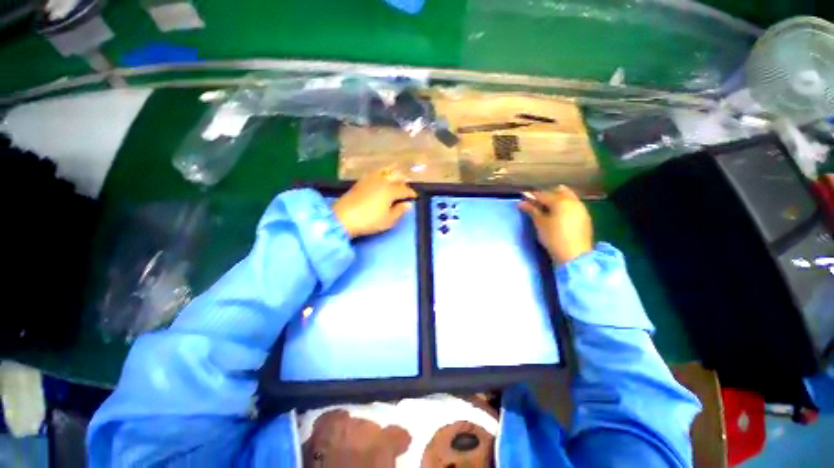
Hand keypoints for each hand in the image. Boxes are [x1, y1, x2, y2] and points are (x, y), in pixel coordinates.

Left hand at [333, 168, 417, 237]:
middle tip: (406, 188)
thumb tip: (407, 204)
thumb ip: (399, 211)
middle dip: (403, 182)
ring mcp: (370, 179)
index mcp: (390, 190)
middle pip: (396, 177)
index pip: (404, 190)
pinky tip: (381, 179)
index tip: (415, 197)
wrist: (343, 217)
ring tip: (396, 179)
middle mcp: (382, 181)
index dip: (411, 193)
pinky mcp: (361, 181)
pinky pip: (375, 173)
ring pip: (385, 172)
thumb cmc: (369, 221)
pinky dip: (382, 174)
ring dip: (393, 174)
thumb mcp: (388, 220)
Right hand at [519, 185, 593, 265]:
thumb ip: (531, 210)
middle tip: (535, 203)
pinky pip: (572, 205)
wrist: (574, 255)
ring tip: (545, 208)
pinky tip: (557, 214)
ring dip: (556, 199)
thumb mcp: (539, 223)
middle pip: (558, 191)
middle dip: (546, 194)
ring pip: (567, 197)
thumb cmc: (553, 237)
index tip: (522, 197)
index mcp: (560, 201)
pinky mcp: (584, 217)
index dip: (531, 195)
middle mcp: (572, 201)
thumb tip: (521, 202)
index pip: (543, 194)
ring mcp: (581, 208)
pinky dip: (563, 205)